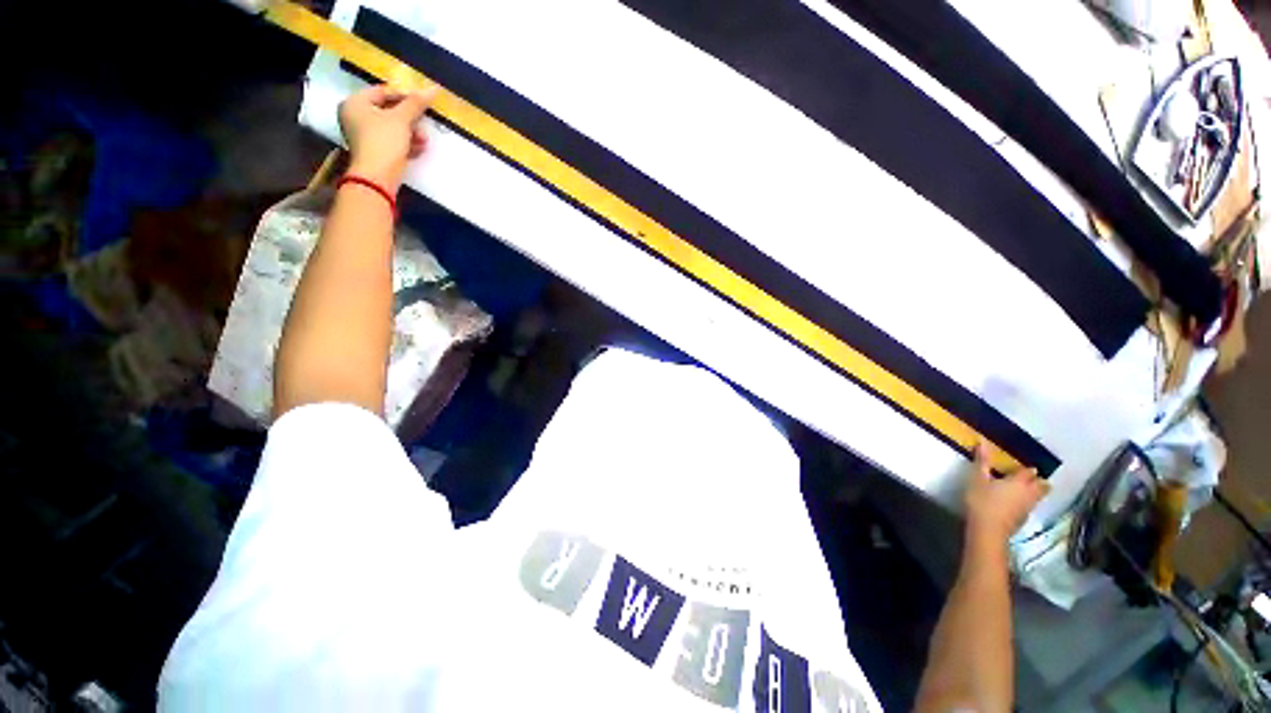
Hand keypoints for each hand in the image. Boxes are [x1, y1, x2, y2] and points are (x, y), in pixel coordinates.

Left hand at [338, 84, 436, 193]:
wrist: (377, 177)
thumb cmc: (383, 141)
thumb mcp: (401, 120)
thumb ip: (416, 103)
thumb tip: (433, 88)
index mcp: (355, 103)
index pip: (383, 92)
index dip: (404, 96)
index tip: (423, 102)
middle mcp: (356, 117)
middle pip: (388, 110)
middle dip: (410, 118)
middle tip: (425, 122)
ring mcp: (364, 136)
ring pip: (392, 128)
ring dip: (411, 132)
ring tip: (424, 139)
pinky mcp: (374, 152)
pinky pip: (392, 142)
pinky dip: (406, 143)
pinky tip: (419, 148)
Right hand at [964, 443, 1049, 541]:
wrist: (988, 530)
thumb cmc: (982, 501)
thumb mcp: (977, 479)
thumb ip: (982, 461)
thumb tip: (982, 441)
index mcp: (1019, 481)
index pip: (1029, 471)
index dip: (1027, 468)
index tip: (1022, 466)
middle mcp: (1029, 493)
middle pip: (1042, 485)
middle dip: (1039, 481)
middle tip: (1032, 478)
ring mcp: (1028, 507)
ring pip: (1039, 497)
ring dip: (1037, 492)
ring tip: (1027, 489)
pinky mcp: (1024, 519)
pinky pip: (1031, 506)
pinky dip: (1028, 502)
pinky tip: (1018, 504)